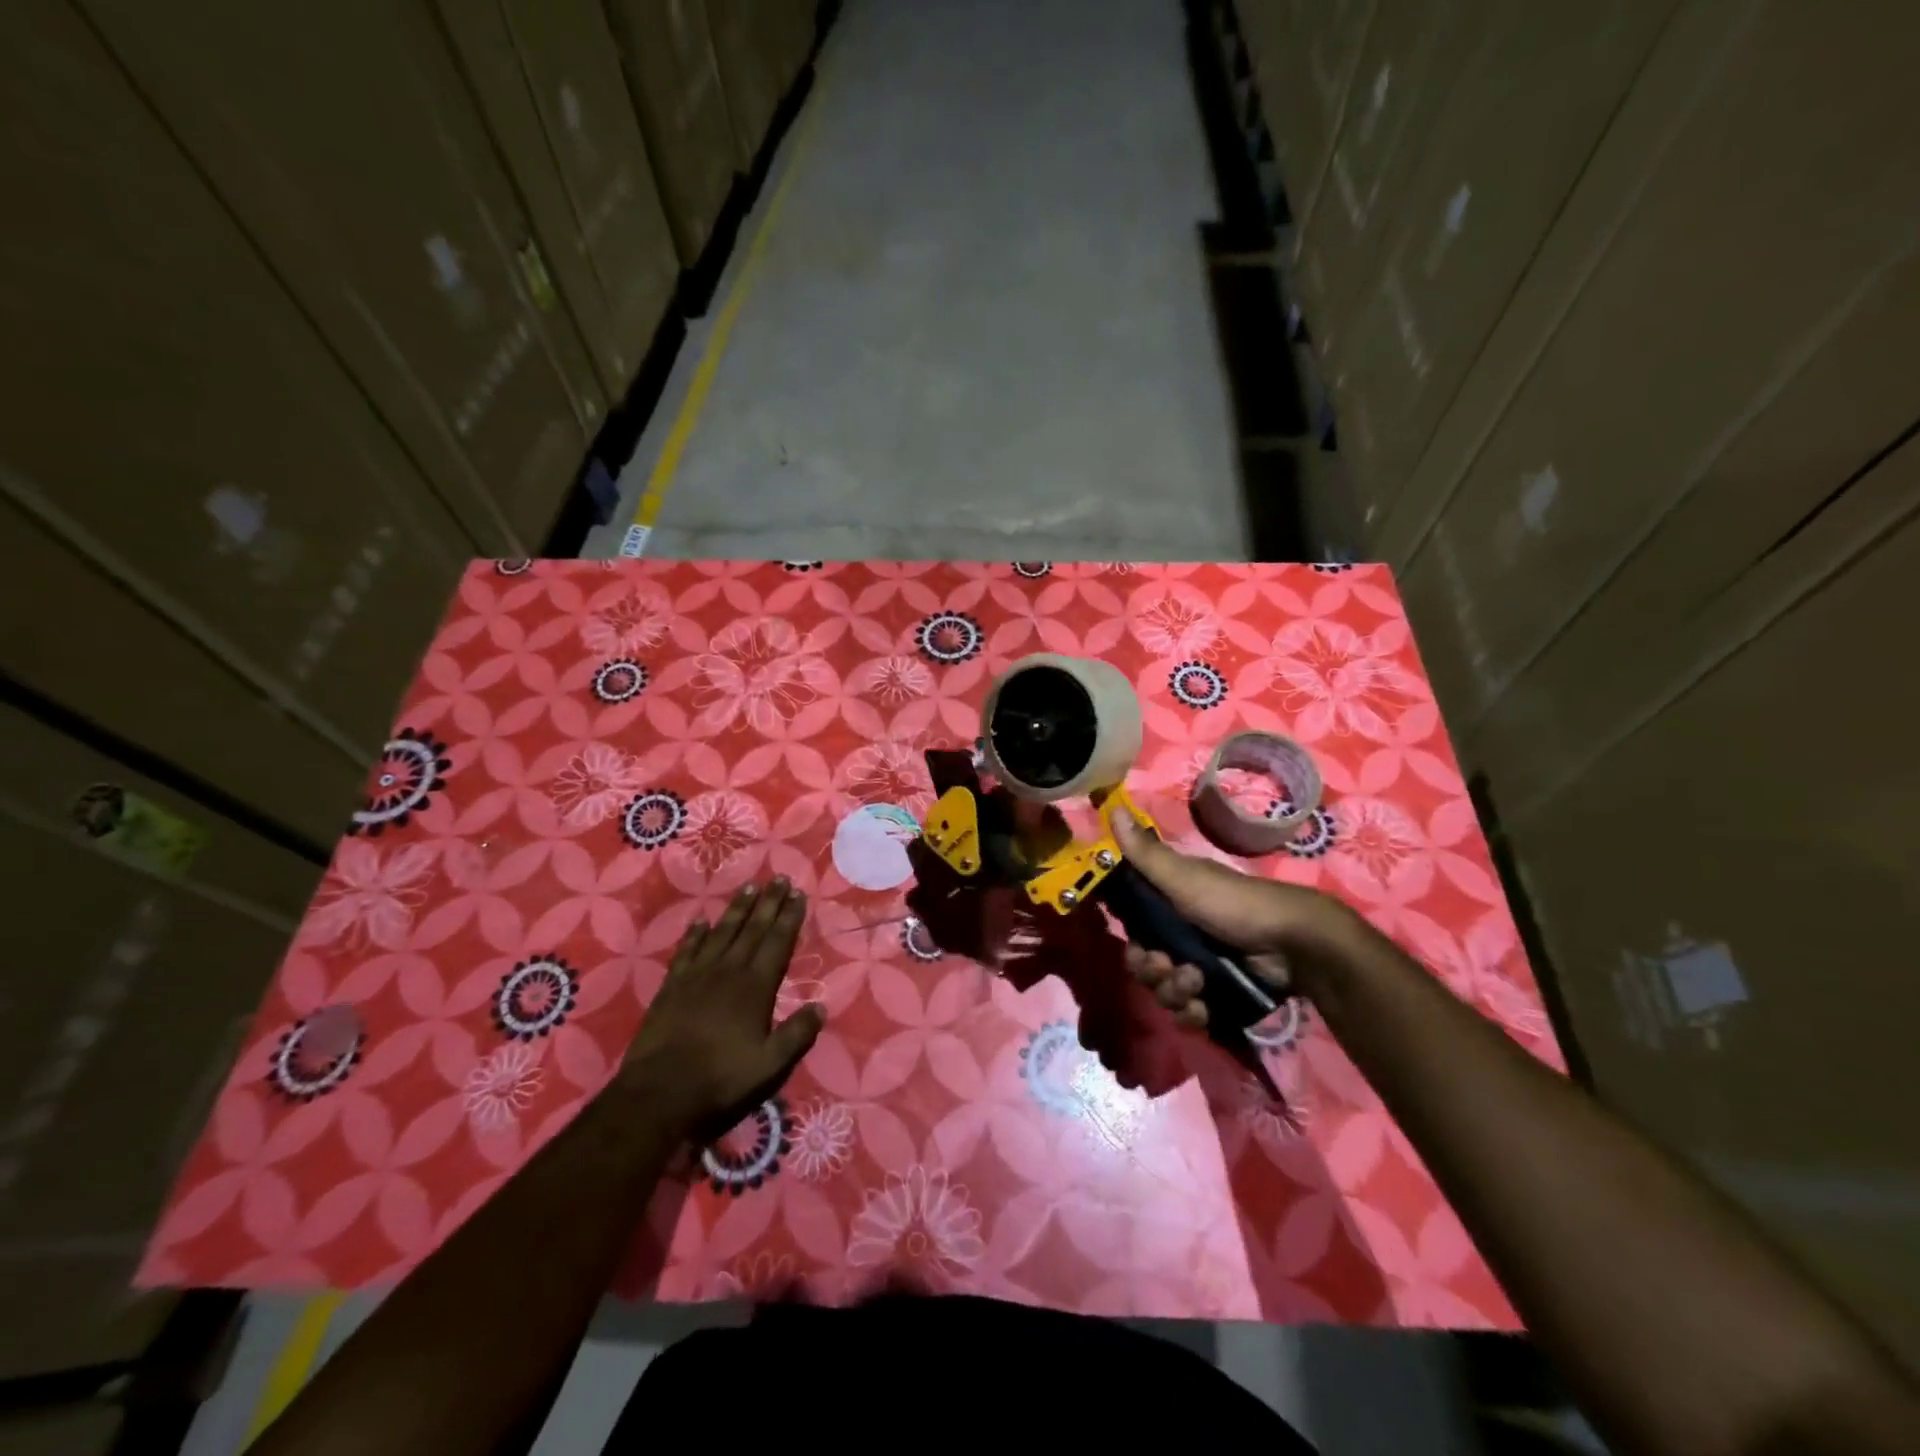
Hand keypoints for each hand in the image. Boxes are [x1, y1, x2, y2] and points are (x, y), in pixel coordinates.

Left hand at [622, 878, 823, 1138]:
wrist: (659, 1093)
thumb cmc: (721, 1079)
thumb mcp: (771, 1066)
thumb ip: (797, 1035)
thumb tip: (821, 1007)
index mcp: (756, 987)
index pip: (778, 942)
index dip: (789, 917)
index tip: (798, 894)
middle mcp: (728, 971)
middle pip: (752, 929)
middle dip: (768, 903)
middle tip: (779, 878)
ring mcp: (697, 976)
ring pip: (722, 933)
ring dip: (737, 910)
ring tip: (749, 888)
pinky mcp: (671, 987)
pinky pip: (687, 951)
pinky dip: (695, 935)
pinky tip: (701, 922)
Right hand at [1111, 808, 1358, 1029]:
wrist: (1294, 944)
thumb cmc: (1234, 903)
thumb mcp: (1184, 877)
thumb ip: (1145, 853)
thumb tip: (1114, 808)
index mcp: (1169, 904)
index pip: (1132, 925)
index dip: (1129, 938)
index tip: (1137, 943)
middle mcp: (1180, 934)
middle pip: (1144, 962)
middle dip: (1151, 970)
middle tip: (1168, 967)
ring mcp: (1199, 966)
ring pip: (1164, 989)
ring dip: (1173, 991)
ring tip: (1197, 985)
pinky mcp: (1217, 995)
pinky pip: (1188, 1012)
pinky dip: (1192, 1013)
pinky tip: (1203, 1009)